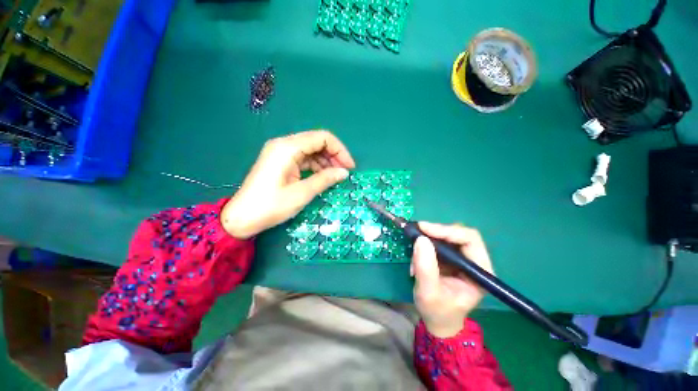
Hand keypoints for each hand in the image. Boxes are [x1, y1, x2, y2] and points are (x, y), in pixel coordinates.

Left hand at [221, 130, 354, 238]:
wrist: (241, 218)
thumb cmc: (271, 206)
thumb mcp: (302, 193)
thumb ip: (325, 179)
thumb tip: (344, 172)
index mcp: (288, 148)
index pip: (322, 137)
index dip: (340, 150)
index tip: (349, 167)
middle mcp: (284, 144)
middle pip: (316, 141)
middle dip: (334, 155)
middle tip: (344, 173)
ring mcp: (281, 152)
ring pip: (311, 150)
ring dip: (325, 161)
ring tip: (335, 177)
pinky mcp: (280, 161)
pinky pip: (303, 158)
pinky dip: (315, 166)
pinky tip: (322, 176)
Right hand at [411, 222, 493, 337]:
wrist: (438, 321)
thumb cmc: (437, 312)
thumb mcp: (428, 293)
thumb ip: (425, 268)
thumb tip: (421, 239)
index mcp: (480, 271)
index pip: (470, 239)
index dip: (447, 230)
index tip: (423, 229)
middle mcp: (475, 261)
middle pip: (459, 234)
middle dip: (436, 231)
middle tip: (416, 232)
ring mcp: (463, 259)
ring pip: (448, 236)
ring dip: (429, 238)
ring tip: (415, 247)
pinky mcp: (451, 258)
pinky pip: (439, 242)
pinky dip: (426, 243)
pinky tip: (417, 254)